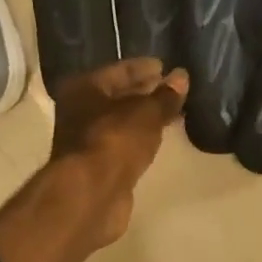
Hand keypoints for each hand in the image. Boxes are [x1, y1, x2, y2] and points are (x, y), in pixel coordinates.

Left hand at [50, 58, 188, 246]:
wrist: (91, 193)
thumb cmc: (114, 141)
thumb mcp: (147, 113)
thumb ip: (165, 96)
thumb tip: (181, 77)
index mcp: (84, 88)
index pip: (120, 70)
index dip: (144, 68)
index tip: (168, 67)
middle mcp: (79, 110)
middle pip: (118, 96)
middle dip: (146, 93)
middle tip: (174, 89)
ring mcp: (87, 140)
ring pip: (121, 121)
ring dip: (144, 117)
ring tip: (173, 112)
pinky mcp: (98, 166)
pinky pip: (124, 143)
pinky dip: (140, 138)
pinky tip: (158, 138)